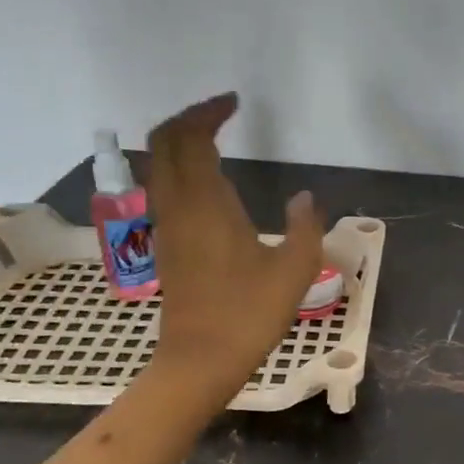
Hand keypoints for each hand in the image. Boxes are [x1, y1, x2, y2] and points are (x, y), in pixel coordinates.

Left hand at [145, 92, 323, 402]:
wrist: (200, 360)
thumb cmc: (248, 313)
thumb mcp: (294, 269)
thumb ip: (305, 226)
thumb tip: (304, 198)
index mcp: (205, 203)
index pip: (190, 137)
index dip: (207, 112)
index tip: (234, 103)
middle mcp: (177, 205)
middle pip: (163, 142)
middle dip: (188, 118)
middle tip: (221, 113)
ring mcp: (166, 226)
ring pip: (159, 165)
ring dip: (180, 142)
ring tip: (215, 139)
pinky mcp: (166, 244)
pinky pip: (163, 187)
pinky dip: (180, 168)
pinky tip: (209, 182)